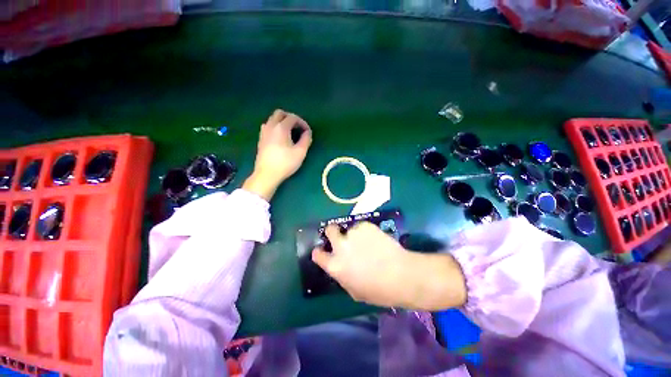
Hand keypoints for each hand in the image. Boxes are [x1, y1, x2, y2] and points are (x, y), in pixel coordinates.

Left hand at [243, 109, 311, 200]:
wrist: (267, 174)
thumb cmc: (285, 163)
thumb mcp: (300, 152)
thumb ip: (306, 139)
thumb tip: (307, 132)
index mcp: (281, 127)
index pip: (293, 117)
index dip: (303, 123)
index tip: (308, 132)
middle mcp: (270, 126)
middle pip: (280, 113)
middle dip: (291, 118)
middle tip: (298, 128)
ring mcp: (264, 132)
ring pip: (273, 119)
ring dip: (282, 122)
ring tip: (290, 133)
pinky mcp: (261, 139)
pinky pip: (268, 126)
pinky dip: (276, 127)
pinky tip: (281, 138)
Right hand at [312, 222, 466, 310]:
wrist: (401, 275)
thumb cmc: (378, 290)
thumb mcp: (353, 290)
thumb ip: (341, 275)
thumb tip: (338, 265)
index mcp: (335, 265)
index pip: (318, 254)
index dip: (319, 252)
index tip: (322, 250)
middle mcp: (340, 246)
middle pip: (329, 230)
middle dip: (332, 232)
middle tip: (341, 236)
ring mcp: (353, 233)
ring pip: (349, 228)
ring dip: (354, 234)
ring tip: (368, 242)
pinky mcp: (366, 225)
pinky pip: (361, 226)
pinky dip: (366, 231)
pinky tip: (376, 240)